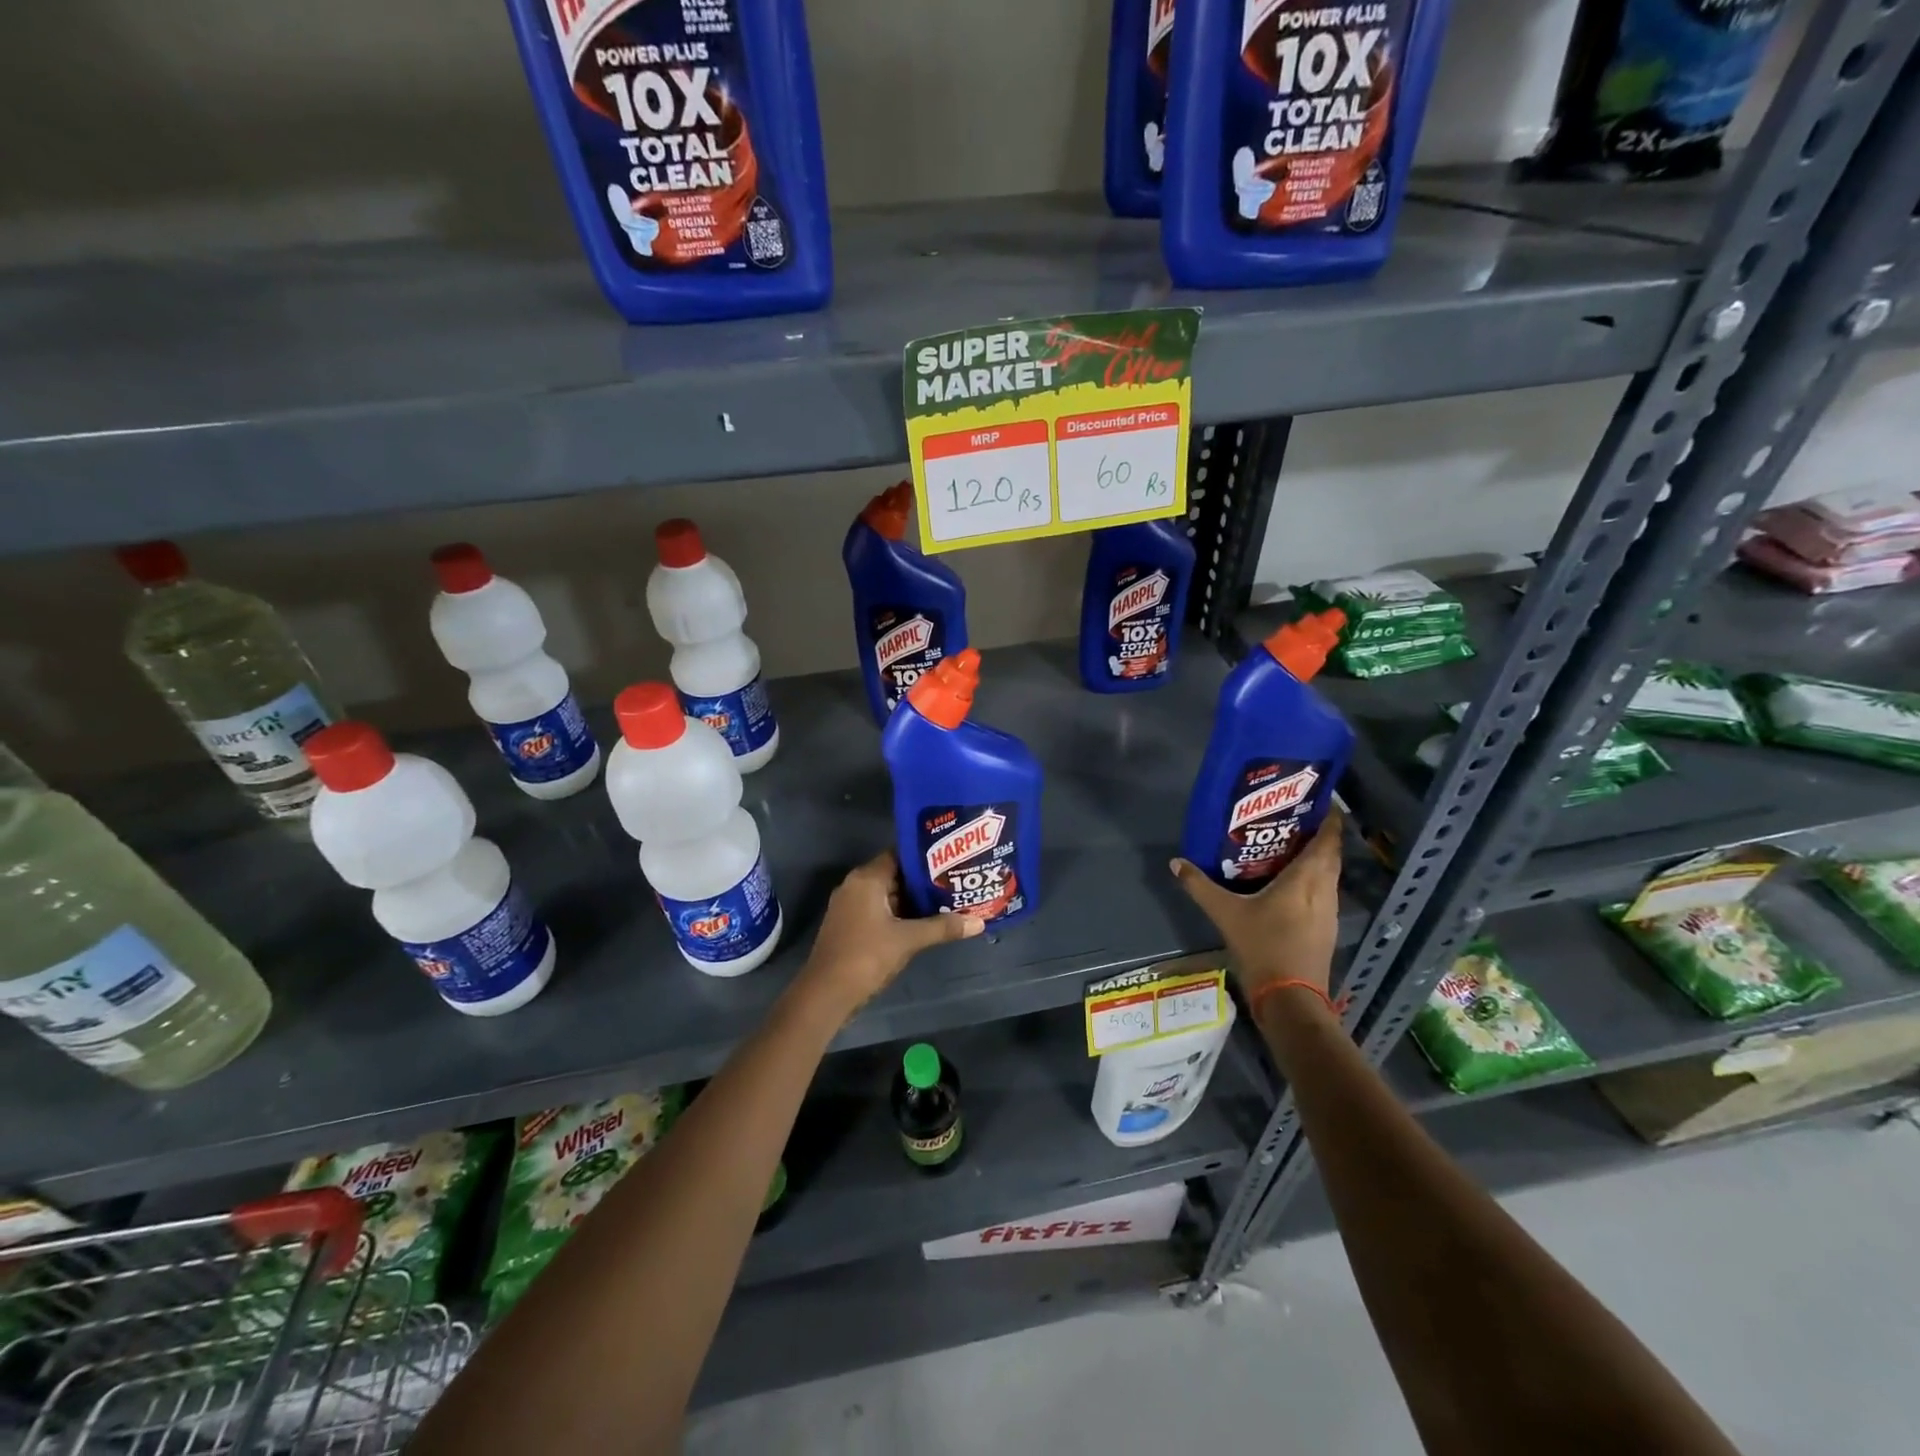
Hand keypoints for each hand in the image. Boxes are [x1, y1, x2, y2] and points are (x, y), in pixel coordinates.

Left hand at [799, 850, 980, 1016]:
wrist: (826, 994)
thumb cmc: (866, 956)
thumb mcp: (908, 940)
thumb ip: (943, 928)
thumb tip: (979, 922)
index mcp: (866, 879)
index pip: (899, 855)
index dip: (925, 857)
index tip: (951, 859)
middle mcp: (855, 886)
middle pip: (895, 875)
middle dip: (923, 881)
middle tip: (955, 881)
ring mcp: (850, 907)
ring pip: (888, 895)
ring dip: (913, 900)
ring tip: (948, 900)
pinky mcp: (850, 926)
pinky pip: (880, 911)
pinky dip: (900, 914)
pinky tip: (925, 922)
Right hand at [1170, 809, 1344, 1002]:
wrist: (1290, 998)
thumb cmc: (1263, 947)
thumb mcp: (1225, 913)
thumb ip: (1200, 886)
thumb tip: (1176, 862)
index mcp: (1306, 879)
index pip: (1327, 840)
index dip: (1330, 819)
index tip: (1321, 801)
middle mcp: (1324, 890)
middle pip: (1330, 856)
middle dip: (1320, 836)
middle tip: (1296, 820)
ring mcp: (1329, 912)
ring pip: (1329, 876)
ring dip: (1317, 859)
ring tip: (1291, 847)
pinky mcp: (1326, 930)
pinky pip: (1324, 893)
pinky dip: (1313, 881)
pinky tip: (1291, 885)